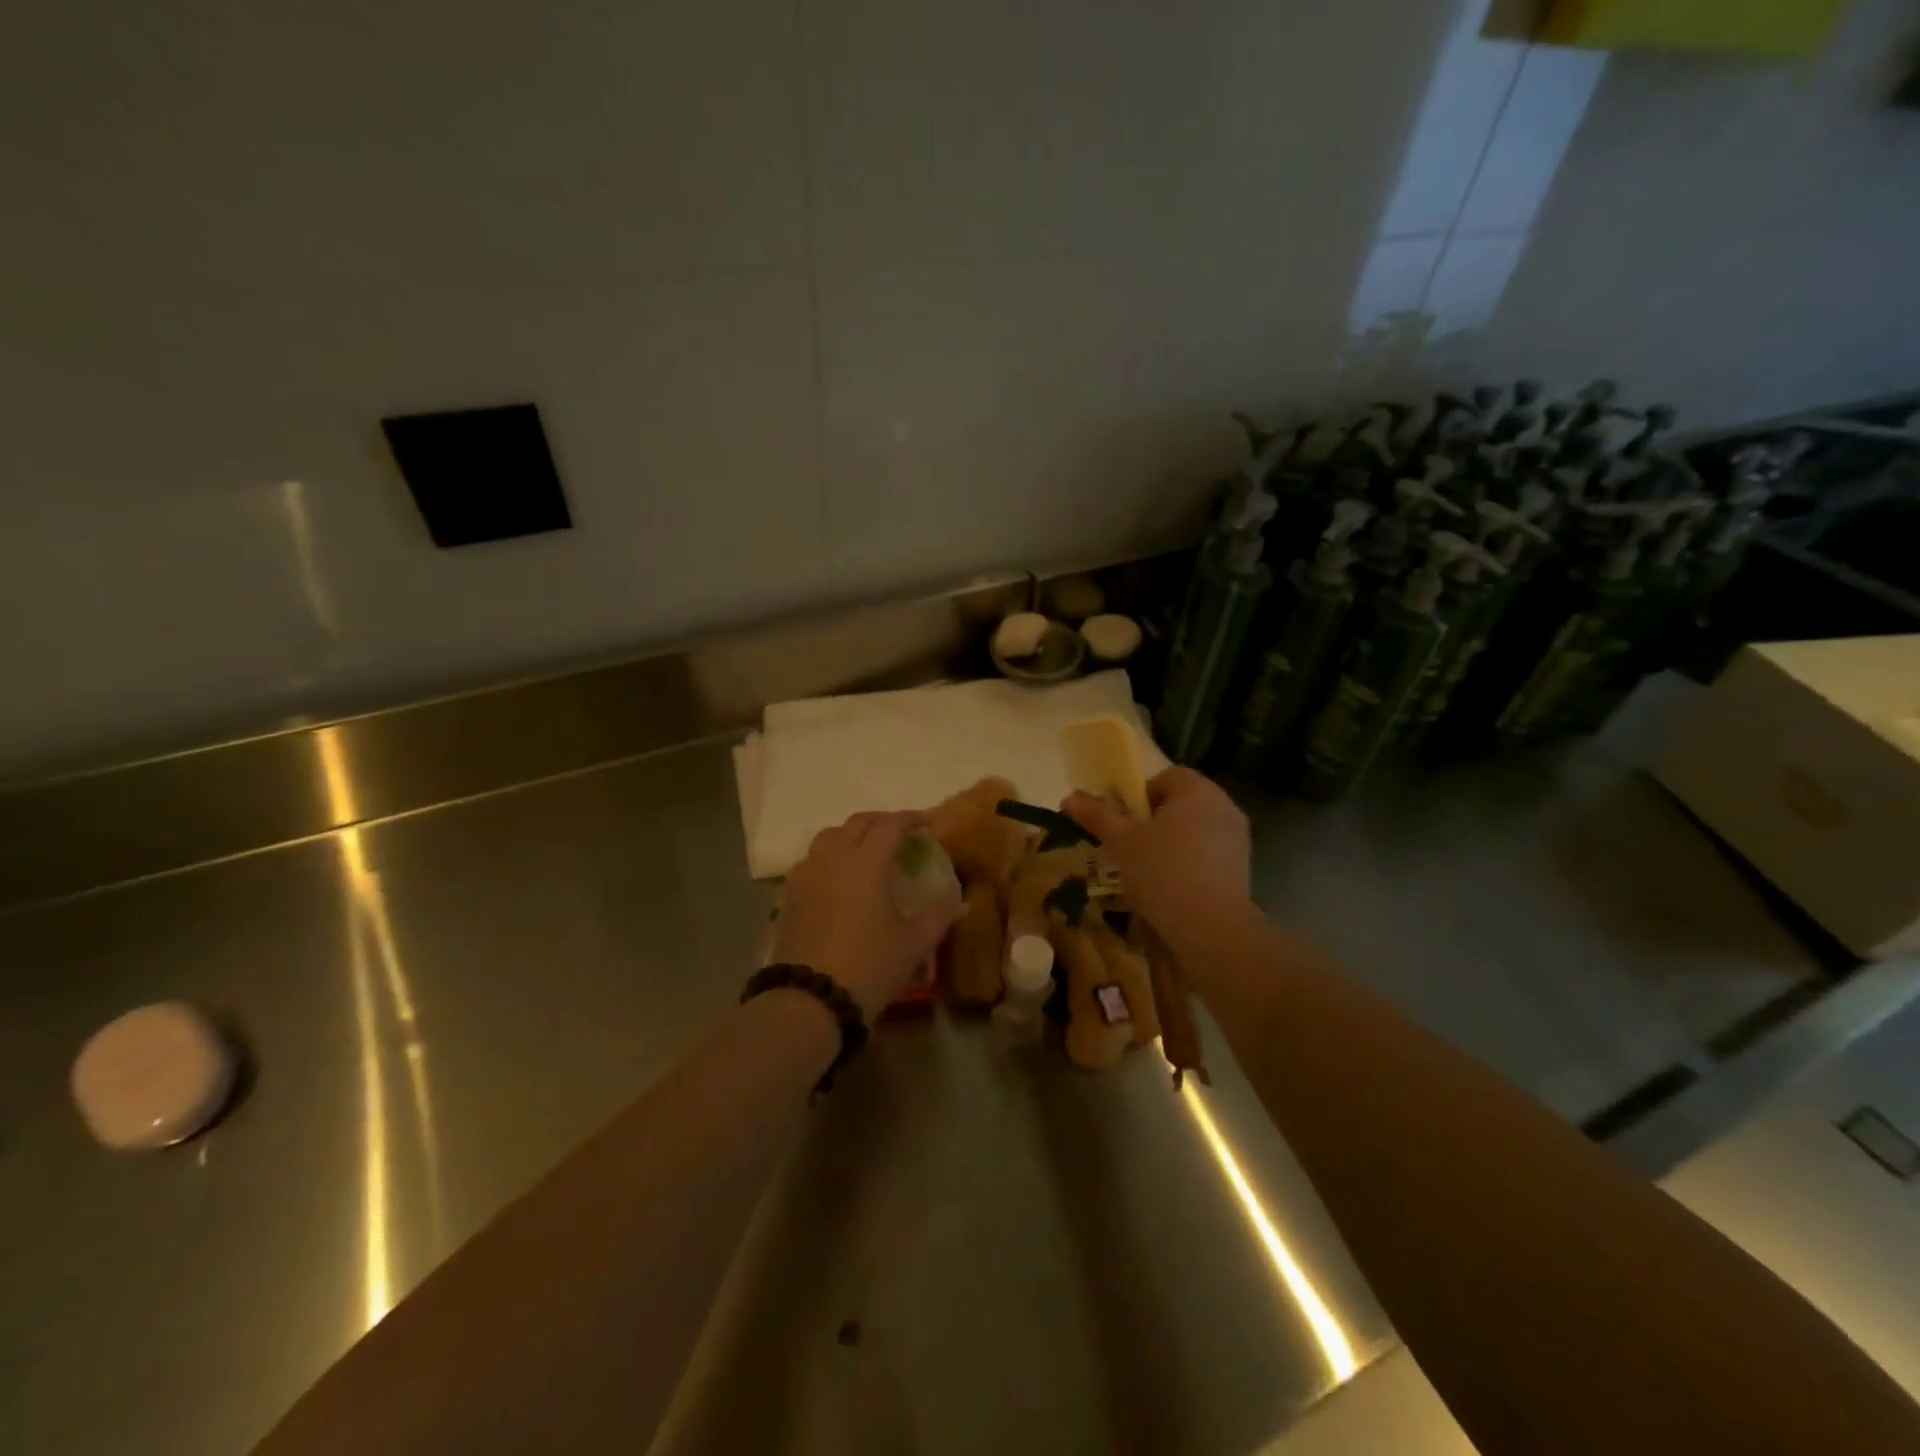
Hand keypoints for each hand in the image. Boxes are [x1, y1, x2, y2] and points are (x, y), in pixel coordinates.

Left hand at [774, 811, 963, 1022]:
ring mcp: (807, 874)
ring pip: (830, 836)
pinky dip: (830, 855)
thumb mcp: (913, 943)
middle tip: (900, 834)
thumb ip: (939, 916)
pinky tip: (840, 877)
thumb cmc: (869, 966)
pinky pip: (812, 859)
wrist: (809, 999)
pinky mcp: (790, 894)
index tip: (926, 823)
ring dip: (852, 834)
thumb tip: (962, 902)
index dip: (910, 819)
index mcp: (867, 861)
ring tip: (868, 851)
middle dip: (881, 822)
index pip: (891, 825)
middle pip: (857, 823)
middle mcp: (834, 857)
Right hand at [1064, 767, 1251, 941]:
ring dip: (1171, 844)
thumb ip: (1098, 816)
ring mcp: (1238, 839)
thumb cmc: (1162, 872)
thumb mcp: (1121, 842)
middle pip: (1181, 804)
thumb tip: (1070, 798)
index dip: (1140, 795)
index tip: (1124, 822)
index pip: (1166, 777)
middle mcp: (1224, 806)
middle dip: (1154, 821)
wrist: (1211, 929)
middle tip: (1130, 846)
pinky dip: (1189, 864)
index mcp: (1197, 791)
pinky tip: (1171, 889)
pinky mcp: (1242, 869)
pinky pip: (1208, 855)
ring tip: (1147, 871)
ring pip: (1195, 831)